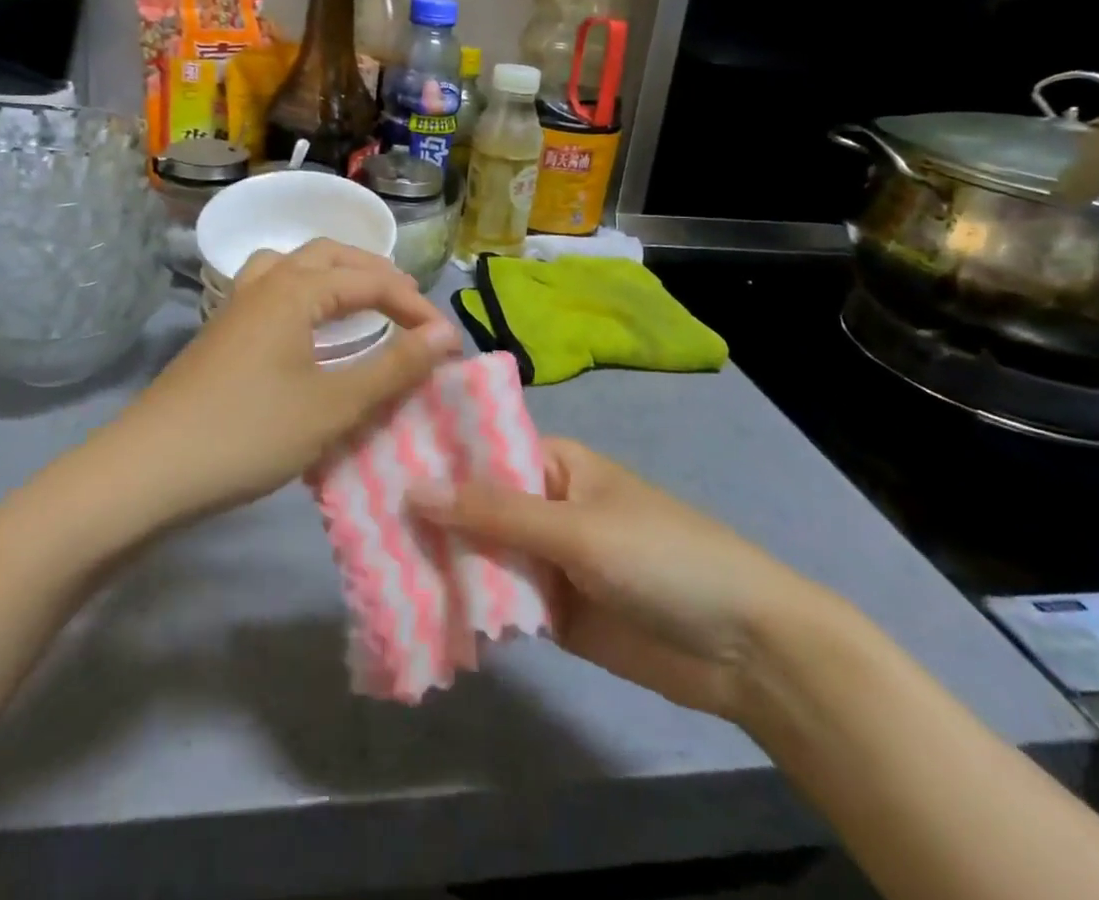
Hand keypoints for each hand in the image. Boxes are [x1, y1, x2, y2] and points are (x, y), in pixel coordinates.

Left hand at [119, 239, 462, 519]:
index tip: (448, 342)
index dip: (415, 306)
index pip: (372, 280)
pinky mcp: (222, 331)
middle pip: (331, 256)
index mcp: (296, 289)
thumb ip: (393, 368)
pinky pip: (274, 288)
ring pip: (295, 265)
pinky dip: (305, 291)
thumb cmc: (250, 433)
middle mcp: (266, 281)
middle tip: (410, 307)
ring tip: (361, 301)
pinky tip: (308, 327)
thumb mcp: (333, 405)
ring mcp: (237, 304)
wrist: (149, 469)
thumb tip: (445, 335)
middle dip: (376, 275)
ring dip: (336, 274)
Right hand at [411, 439, 832, 720]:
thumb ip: (493, 513)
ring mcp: (548, 561)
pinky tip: (416, 614)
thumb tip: (412, 489)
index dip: (431, 459)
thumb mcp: (575, 527)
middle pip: (474, 507)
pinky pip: (501, 604)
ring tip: (370, 569)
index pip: (480, 452)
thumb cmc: (661, 556)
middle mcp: (544, 505)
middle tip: (355, 526)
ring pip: (482, 556)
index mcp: (554, 463)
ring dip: (441, 565)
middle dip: (428, 518)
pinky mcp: (554, 613)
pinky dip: (469, 609)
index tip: (371, 465)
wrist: (743, 648)